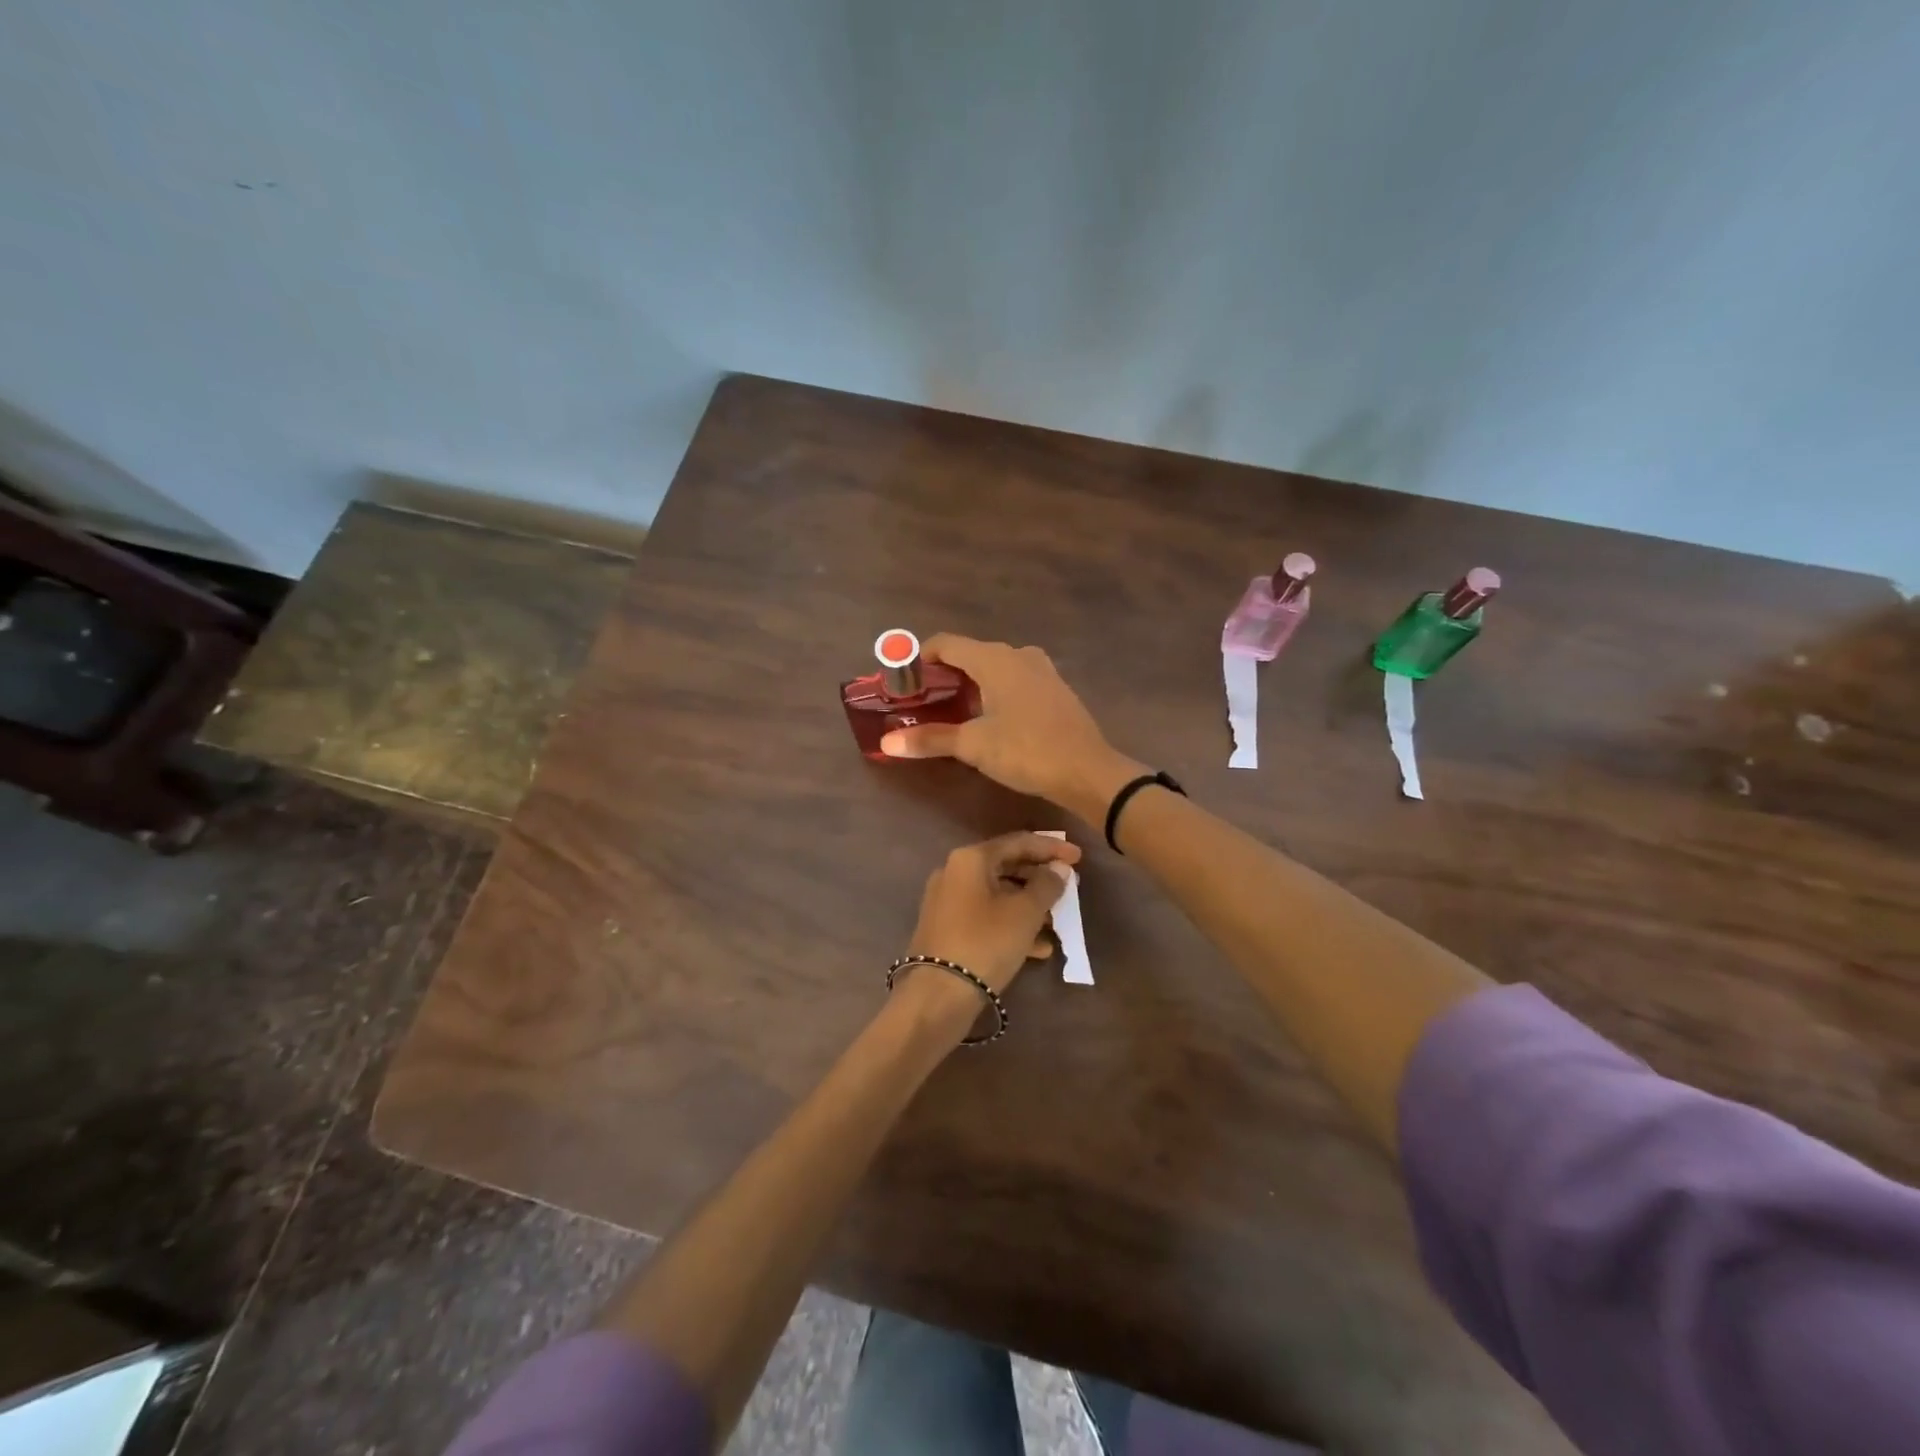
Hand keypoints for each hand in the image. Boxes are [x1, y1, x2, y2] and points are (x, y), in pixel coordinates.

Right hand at [880, 636, 1145, 820]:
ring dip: (970, 683)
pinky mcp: (1055, 689)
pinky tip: (990, 718)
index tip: (903, 683)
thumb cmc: (1026, 751)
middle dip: (943, 675)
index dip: (919, 659)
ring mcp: (1041, 670)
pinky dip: (995, 690)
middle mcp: (1018, 655)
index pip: (946, 644)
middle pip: (970, 654)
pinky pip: (1015, 680)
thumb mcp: (974, 746)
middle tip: (923, 703)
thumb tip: (888, 742)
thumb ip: (930, 739)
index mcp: (995, 659)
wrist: (1088, 771)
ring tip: (952, 712)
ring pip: (994, 667)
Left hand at [904, 832, 1080, 998]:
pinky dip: (1011, 925)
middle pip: (1006, 866)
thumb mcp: (1025, 913)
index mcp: (970, 859)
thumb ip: (1046, 886)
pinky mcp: (947, 929)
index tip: (1079, 857)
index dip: (1051, 848)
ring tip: (1058, 921)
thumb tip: (1058, 869)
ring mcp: (947, 902)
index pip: (1018, 842)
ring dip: (1029, 905)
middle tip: (1068, 887)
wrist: (937, 995)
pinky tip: (1038, 948)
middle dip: (1039, 878)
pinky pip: (986, 917)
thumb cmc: (985, 943)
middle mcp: (954, 873)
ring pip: (997, 895)